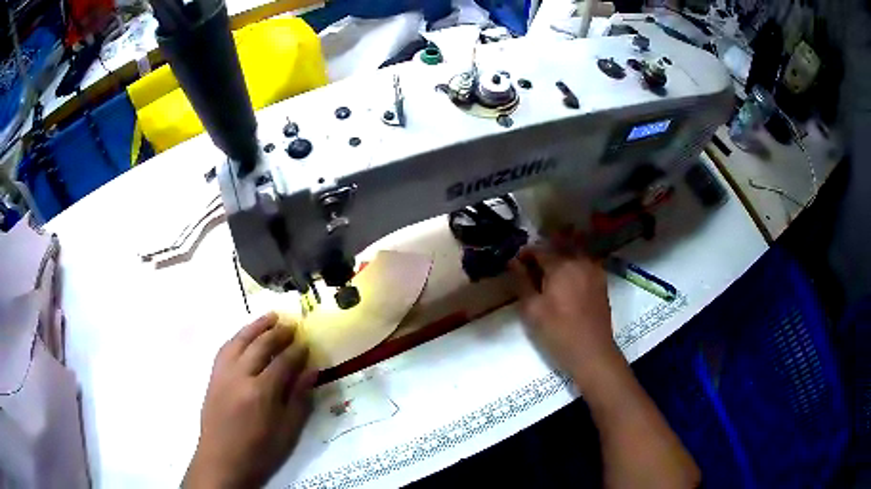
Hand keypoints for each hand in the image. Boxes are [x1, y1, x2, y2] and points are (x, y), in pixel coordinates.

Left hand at [184, 313, 316, 488]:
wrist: (222, 460)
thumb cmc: (260, 451)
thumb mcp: (287, 431)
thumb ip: (299, 399)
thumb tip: (312, 371)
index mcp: (261, 392)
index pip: (283, 362)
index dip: (297, 351)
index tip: (307, 344)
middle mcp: (240, 375)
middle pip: (261, 345)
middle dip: (278, 333)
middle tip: (292, 326)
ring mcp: (223, 373)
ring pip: (240, 340)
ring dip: (256, 326)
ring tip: (271, 317)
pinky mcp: (213, 376)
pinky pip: (225, 348)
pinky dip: (237, 337)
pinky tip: (245, 335)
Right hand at [509, 245, 619, 385]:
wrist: (592, 352)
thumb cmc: (558, 332)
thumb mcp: (532, 309)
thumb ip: (522, 282)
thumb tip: (513, 262)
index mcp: (561, 265)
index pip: (539, 249)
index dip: (525, 253)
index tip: (516, 262)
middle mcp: (580, 261)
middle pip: (558, 246)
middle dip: (543, 251)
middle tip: (531, 266)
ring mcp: (594, 270)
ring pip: (573, 252)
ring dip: (559, 256)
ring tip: (548, 272)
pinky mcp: (601, 281)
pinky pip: (584, 263)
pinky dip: (572, 264)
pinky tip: (566, 279)